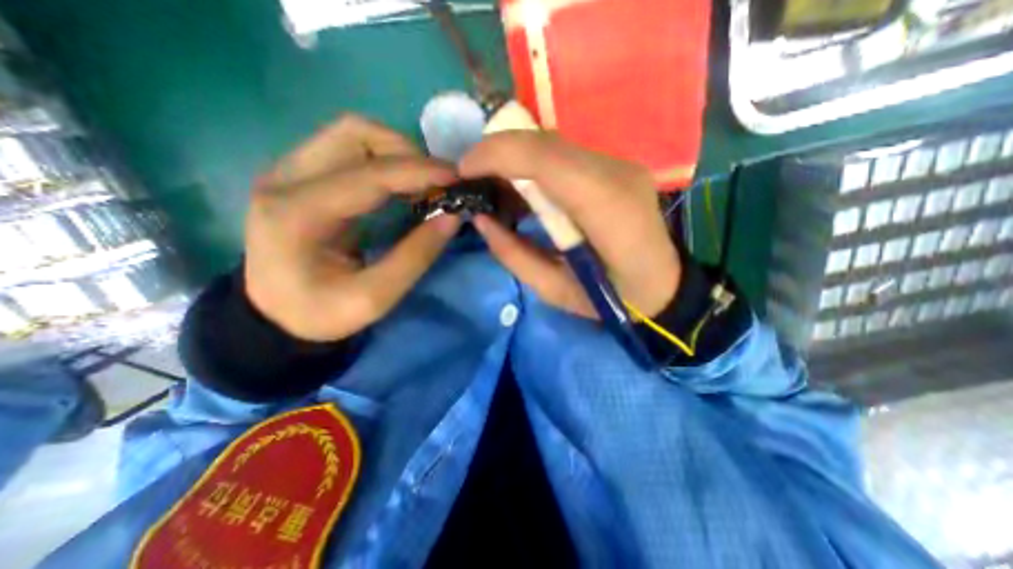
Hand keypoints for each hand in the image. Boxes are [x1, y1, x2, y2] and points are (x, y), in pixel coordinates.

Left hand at [247, 114, 462, 339]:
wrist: (274, 313)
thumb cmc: (321, 312)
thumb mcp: (374, 298)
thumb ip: (415, 256)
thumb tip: (453, 216)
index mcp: (298, 214)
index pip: (369, 174)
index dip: (419, 171)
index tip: (457, 178)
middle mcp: (285, 178)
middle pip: (355, 134)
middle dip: (407, 152)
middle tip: (438, 184)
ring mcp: (288, 170)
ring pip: (352, 134)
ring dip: (397, 152)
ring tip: (423, 183)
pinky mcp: (300, 173)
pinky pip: (349, 148)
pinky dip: (384, 158)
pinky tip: (403, 184)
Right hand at [460, 134, 678, 319]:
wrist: (662, 288)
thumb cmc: (612, 301)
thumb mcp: (555, 291)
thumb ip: (514, 255)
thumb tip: (481, 219)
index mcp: (607, 209)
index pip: (546, 159)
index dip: (497, 154)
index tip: (464, 170)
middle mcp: (617, 174)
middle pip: (546, 143)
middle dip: (499, 151)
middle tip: (472, 175)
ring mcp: (621, 166)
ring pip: (554, 145)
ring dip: (515, 157)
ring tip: (491, 182)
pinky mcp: (617, 168)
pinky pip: (565, 156)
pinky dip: (534, 164)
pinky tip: (522, 185)